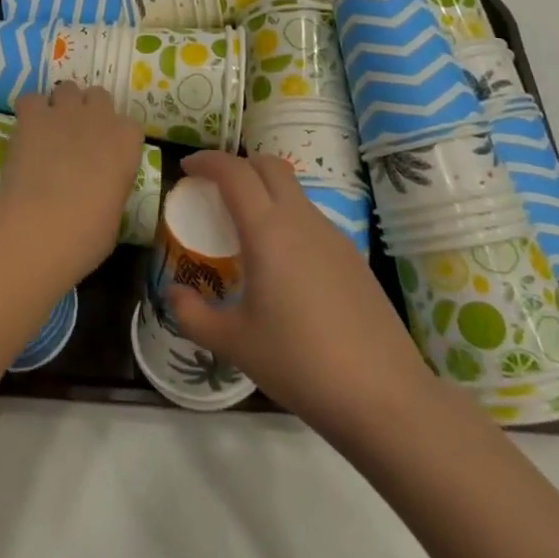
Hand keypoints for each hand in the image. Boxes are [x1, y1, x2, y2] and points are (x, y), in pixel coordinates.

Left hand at [0, 84, 145, 283]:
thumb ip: (112, 185)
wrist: (42, 226)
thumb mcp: (115, 211)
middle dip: (89, 111)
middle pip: (99, 96)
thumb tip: (100, 187)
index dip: (115, 138)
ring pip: (67, 89)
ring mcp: (65, 111)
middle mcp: (100, 117)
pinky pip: (31, 99)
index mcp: (127, 142)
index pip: (129, 125)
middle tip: (77, 137)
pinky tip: (26, 130)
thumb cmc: (88, 233)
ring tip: (50, 130)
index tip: (105, 155)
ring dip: (61, 105)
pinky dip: (29, 111)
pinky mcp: (32, 115)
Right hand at [168, 151, 434, 438]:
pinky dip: (287, 220)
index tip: (187, 168)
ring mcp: (333, 236)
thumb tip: (173, 294)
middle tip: (214, 190)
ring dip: (265, 192)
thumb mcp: (234, 343)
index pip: (234, 172)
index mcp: (268, 230)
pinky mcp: (353, 257)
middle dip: (238, 166)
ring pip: (294, 191)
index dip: (207, 161)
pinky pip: (312, 220)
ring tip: (245, 230)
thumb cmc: (300, 362)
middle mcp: (301, 220)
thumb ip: (193, 315)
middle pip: (269, 166)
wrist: (385, 397)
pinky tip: (282, 264)